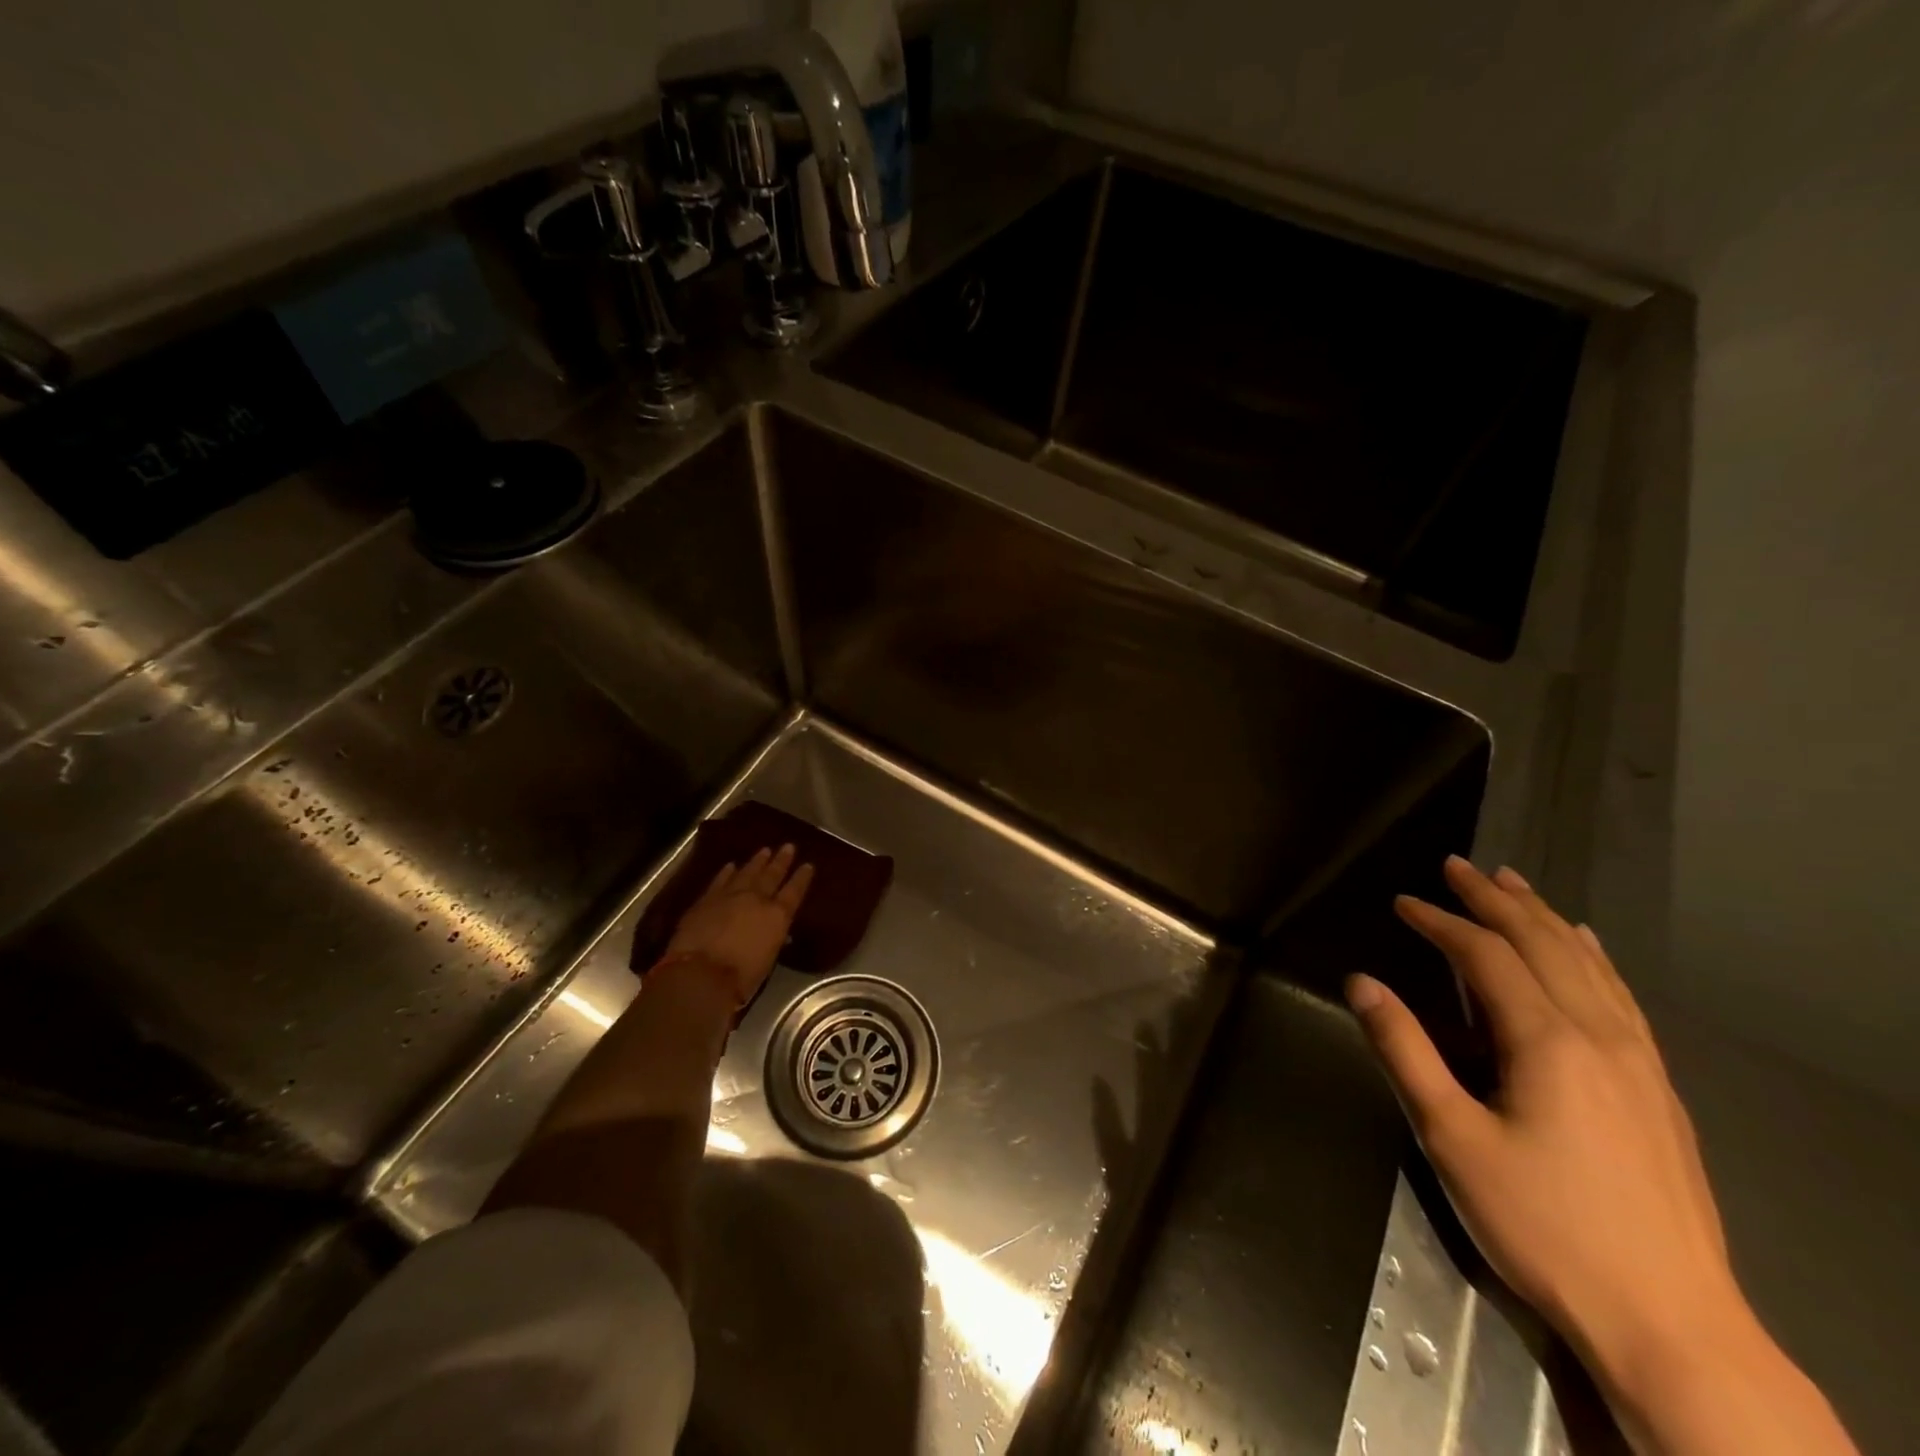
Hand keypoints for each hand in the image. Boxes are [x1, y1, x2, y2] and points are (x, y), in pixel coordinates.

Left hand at [663, 844, 813, 1007]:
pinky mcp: (706, 900)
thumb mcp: (767, 960)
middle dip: (781, 861)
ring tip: (765, 850)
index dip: (802, 878)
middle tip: (788, 847)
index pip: (794, 891)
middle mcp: (756, 900)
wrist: (699, 974)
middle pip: (772, 875)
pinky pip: (720, 880)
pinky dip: (727, 872)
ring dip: (757, 861)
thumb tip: (780, 933)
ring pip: (747, 872)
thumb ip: (773, 940)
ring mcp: (729, 896)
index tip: (808, 865)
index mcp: (777, 916)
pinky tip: (731, 865)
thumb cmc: (740, 978)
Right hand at [1347, 856, 1739, 1394]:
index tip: (1402, 901)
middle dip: (1495, 901)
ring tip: (1513, 884)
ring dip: (1544, 917)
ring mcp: (1639, 1061)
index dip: (1441, 922)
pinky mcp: (1658, 1089)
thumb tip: (1361, 982)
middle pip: (1543, 944)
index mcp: (1548, 1042)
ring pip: (1588, 964)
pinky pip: (1620, 996)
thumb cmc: (1543, 1225)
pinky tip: (1586, 946)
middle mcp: (1600, 1035)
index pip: (1485, 956)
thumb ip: (1403, 1050)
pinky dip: (1592, 957)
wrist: (1672, 1323)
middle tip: (1458, 866)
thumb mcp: (1450, 1138)